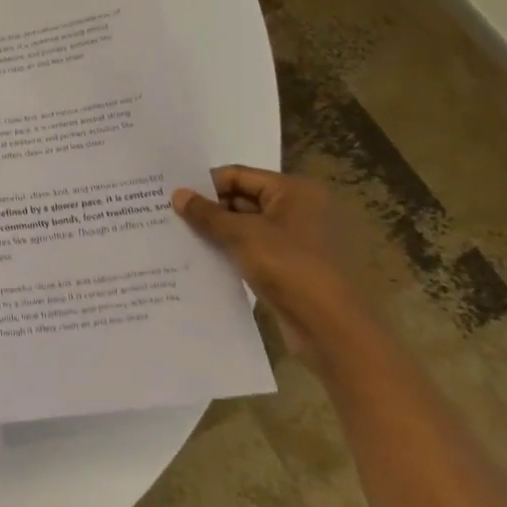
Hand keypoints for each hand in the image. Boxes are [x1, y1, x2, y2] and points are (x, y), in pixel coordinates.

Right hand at [172, 166, 372, 368]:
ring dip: (219, 232)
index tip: (174, 197)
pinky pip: (256, 249)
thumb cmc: (290, 268)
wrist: (334, 331)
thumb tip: (177, 194)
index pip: (239, 175)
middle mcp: (301, 209)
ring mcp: (300, 239)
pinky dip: (233, 251)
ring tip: (181, 237)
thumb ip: (207, 214)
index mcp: (295, 191)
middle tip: (172, 217)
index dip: (206, 185)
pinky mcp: (295, 266)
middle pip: (243, 199)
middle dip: (210, 210)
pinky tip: (205, 259)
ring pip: (248, 227)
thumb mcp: (242, 236)